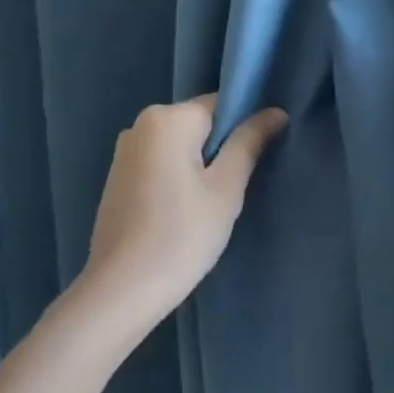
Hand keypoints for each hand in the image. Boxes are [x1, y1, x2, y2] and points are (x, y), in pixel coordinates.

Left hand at [82, 95, 287, 325]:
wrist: (123, 288)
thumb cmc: (182, 235)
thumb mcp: (225, 189)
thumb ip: (249, 144)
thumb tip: (275, 112)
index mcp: (166, 119)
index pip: (220, 104)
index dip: (246, 127)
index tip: (259, 159)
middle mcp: (139, 125)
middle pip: (198, 125)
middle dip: (221, 150)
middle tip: (234, 190)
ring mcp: (124, 153)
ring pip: (179, 148)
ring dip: (200, 168)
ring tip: (209, 207)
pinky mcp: (118, 179)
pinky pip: (160, 165)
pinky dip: (178, 180)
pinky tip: (183, 214)